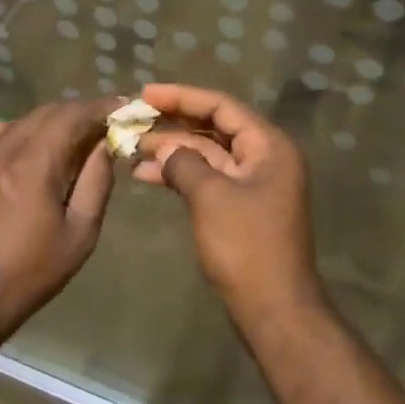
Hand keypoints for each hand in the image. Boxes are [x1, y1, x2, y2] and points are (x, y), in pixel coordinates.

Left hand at [0, 98, 121, 337]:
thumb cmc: (30, 271)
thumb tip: (105, 146)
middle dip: (79, 112)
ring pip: (22, 120)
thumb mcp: (79, 233)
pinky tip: (33, 150)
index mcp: (34, 163)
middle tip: (105, 122)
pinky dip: (24, 131)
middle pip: (47, 111)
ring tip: (72, 136)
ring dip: (51, 120)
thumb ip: (95, 183)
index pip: (71, 115)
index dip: (100, 107)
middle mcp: (4, 149)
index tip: (123, 107)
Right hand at [133, 83, 325, 319]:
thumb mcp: (211, 197)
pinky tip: (147, 175)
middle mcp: (264, 158)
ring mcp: (253, 184)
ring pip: (207, 154)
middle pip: (214, 127)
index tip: (145, 94)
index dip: (182, 97)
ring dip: (172, 150)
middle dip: (173, 124)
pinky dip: (180, 175)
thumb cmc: (246, 246)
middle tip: (134, 119)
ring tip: (131, 148)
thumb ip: (184, 163)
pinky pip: (207, 179)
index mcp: (269, 146)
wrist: (273, 309)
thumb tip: (165, 150)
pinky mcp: (240, 207)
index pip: (222, 106)